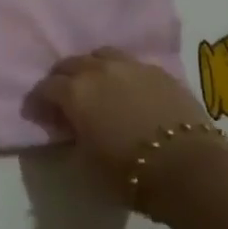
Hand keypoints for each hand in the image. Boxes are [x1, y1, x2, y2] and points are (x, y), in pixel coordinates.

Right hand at [30, 47, 217, 197]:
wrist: (189, 168)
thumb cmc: (129, 172)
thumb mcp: (85, 163)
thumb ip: (72, 138)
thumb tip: (70, 129)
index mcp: (75, 92)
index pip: (45, 88)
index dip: (38, 101)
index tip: (37, 115)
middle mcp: (99, 70)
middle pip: (70, 63)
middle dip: (62, 79)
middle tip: (64, 98)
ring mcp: (132, 66)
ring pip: (102, 55)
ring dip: (93, 68)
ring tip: (97, 86)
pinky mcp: (160, 72)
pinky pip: (132, 65)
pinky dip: (123, 74)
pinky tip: (129, 91)